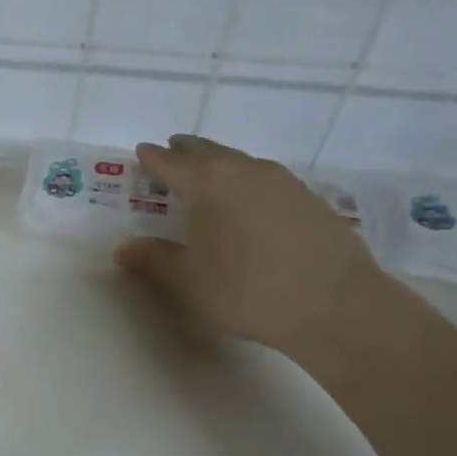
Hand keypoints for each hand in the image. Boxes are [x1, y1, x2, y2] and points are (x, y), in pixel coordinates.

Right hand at [115, 135, 383, 354]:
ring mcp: (283, 182)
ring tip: (207, 173)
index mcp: (210, 184)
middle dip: (187, 152)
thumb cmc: (247, 290)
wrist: (334, 305)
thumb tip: (122, 247)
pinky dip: (246, 181)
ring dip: (219, 163)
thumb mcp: (189, 280)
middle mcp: (246, 172)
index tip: (142, 152)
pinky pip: (266, 179)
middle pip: (209, 153)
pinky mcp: (309, 200)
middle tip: (172, 151)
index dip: (154, 158)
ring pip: (241, 163)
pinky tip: (247, 201)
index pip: (173, 163)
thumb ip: (154, 259)